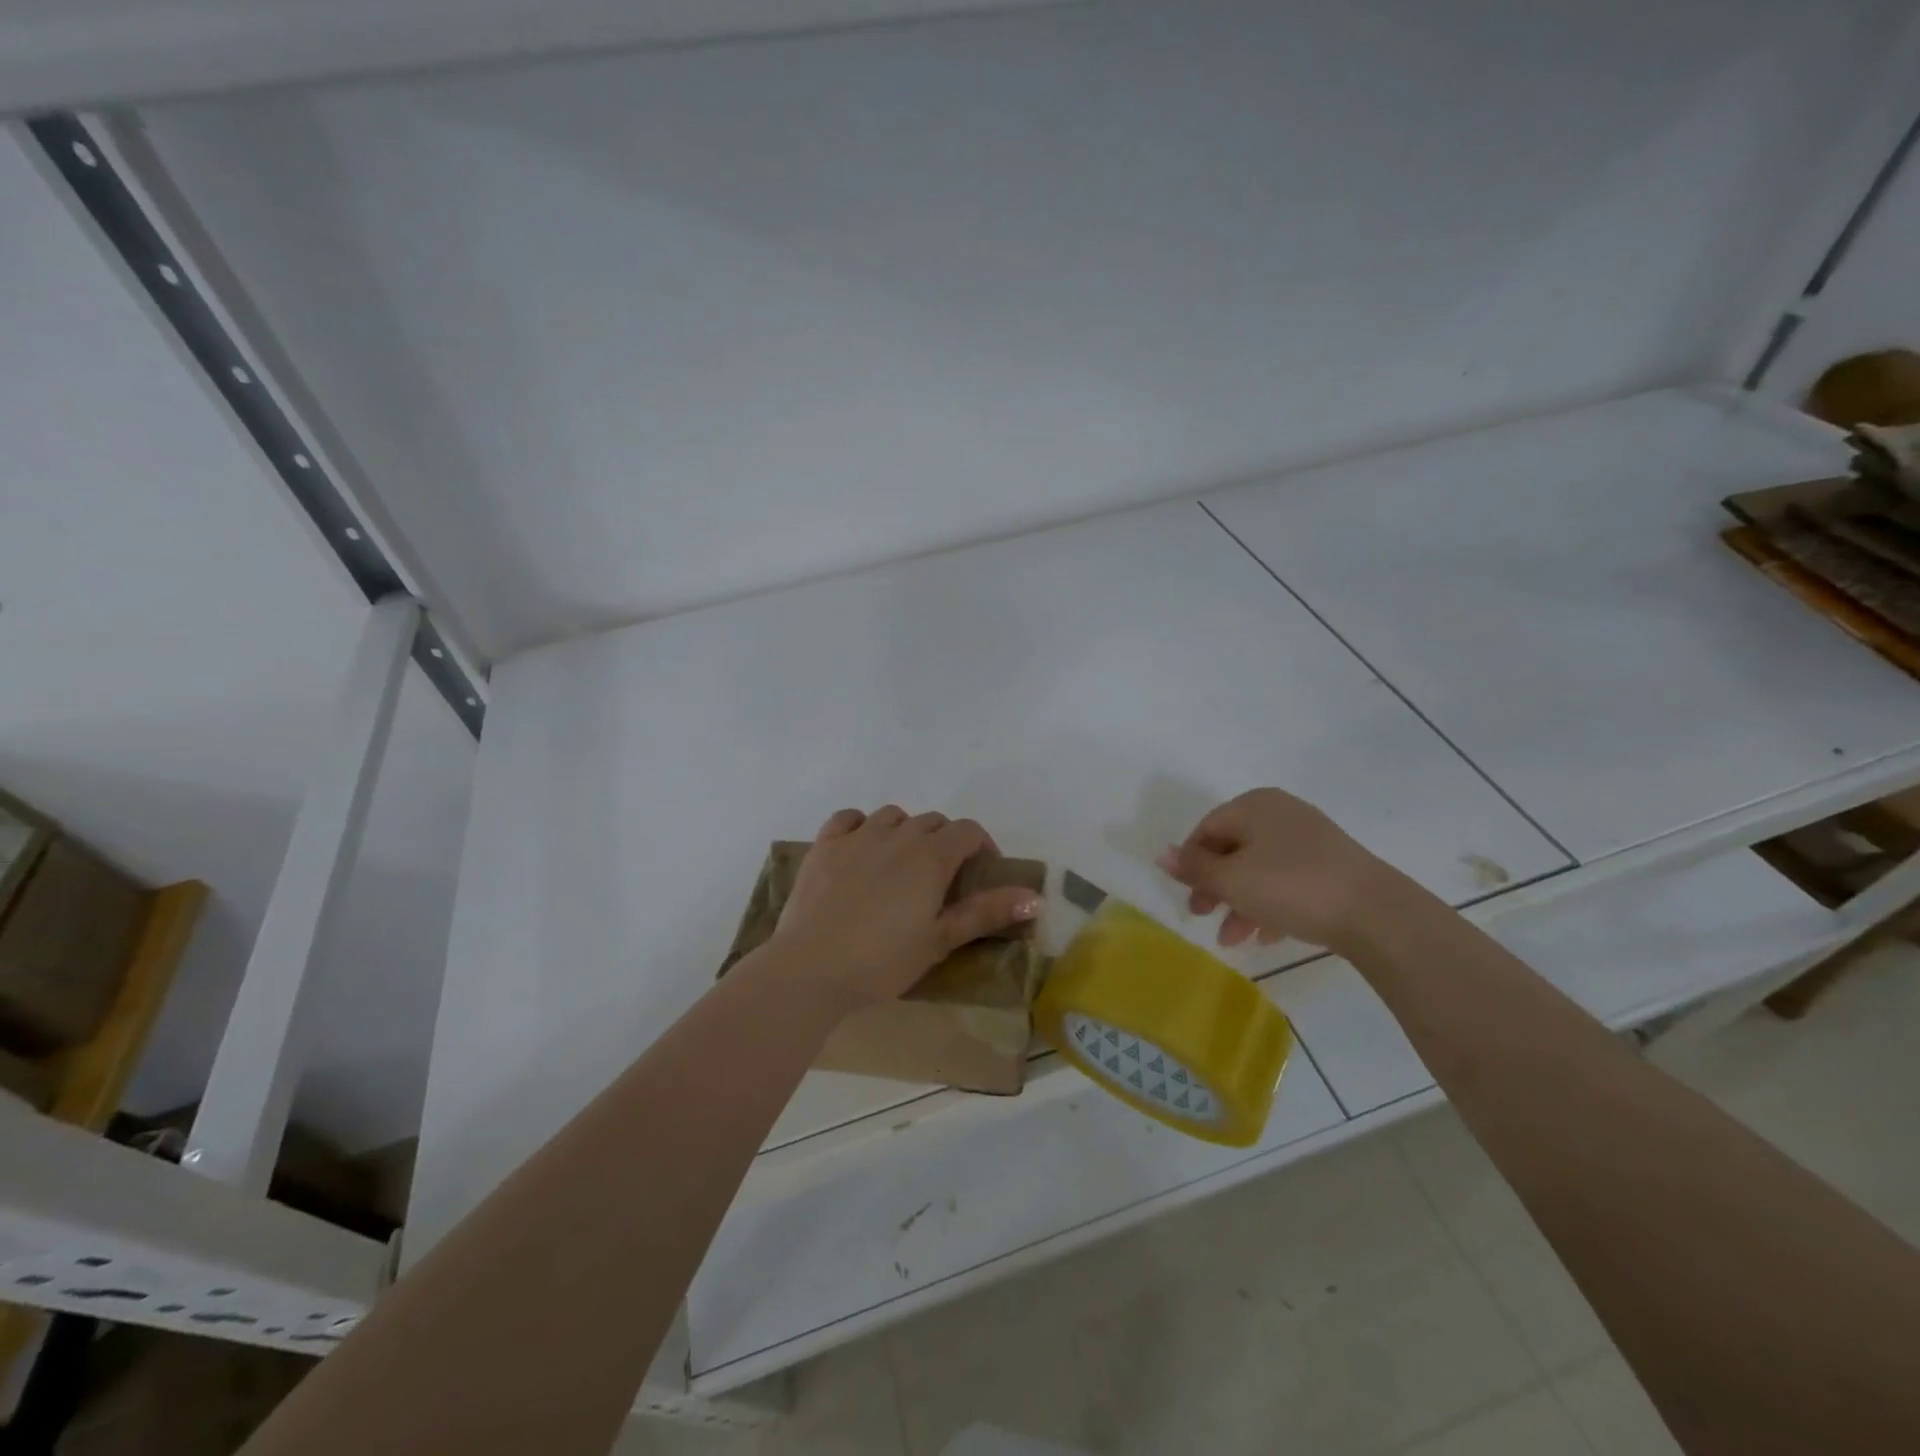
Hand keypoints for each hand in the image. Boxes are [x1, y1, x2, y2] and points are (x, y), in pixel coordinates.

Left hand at [771, 806, 1044, 1008]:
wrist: (811, 968)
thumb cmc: (882, 960)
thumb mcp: (940, 940)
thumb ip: (986, 913)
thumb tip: (1036, 897)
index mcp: (930, 856)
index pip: (967, 831)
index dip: (981, 846)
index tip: (981, 872)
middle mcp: (897, 835)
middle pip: (932, 822)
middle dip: (945, 841)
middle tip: (942, 879)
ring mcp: (857, 836)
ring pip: (893, 816)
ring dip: (906, 831)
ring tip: (902, 864)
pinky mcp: (824, 845)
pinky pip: (849, 819)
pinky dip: (862, 826)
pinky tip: (862, 848)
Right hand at [1158, 788, 1399, 952]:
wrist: (1375, 913)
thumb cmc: (1291, 887)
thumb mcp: (1231, 880)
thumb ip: (1194, 868)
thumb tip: (1161, 854)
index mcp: (1253, 805)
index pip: (1206, 829)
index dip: (1191, 864)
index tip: (1189, 898)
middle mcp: (1280, 812)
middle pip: (1232, 849)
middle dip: (1215, 887)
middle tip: (1204, 916)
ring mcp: (1310, 838)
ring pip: (1259, 868)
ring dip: (1240, 902)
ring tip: (1234, 939)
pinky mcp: (1332, 865)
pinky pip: (1287, 880)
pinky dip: (1270, 903)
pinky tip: (1267, 935)